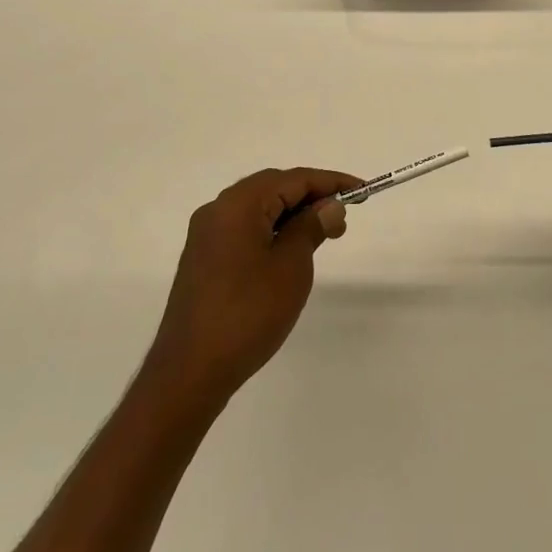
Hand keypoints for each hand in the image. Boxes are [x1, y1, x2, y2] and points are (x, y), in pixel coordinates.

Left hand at [145, 168, 353, 405]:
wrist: (190, 371)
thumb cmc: (248, 313)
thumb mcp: (291, 267)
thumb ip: (311, 227)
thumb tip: (329, 206)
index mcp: (238, 204)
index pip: (293, 179)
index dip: (331, 182)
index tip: (362, 189)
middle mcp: (218, 210)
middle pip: (273, 188)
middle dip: (311, 197)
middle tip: (343, 218)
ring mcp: (206, 235)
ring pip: (258, 209)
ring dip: (292, 214)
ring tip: (323, 235)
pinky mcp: (203, 259)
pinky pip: (244, 229)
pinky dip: (272, 230)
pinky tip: (290, 251)